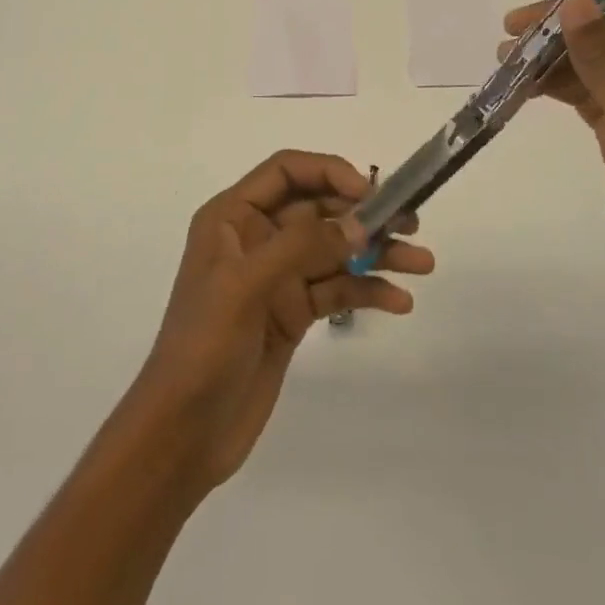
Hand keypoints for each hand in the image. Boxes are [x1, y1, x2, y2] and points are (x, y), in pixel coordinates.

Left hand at [124, 151, 434, 493]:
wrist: (183, 433)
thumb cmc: (204, 345)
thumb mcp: (246, 286)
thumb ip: (303, 247)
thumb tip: (360, 224)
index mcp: (232, 216)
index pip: (286, 171)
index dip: (329, 172)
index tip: (369, 192)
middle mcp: (256, 237)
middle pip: (318, 208)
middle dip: (364, 213)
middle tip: (411, 223)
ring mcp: (276, 277)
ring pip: (334, 250)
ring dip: (376, 253)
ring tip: (422, 263)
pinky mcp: (292, 313)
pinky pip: (336, 290)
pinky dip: (367, 291)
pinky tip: (399, 301)